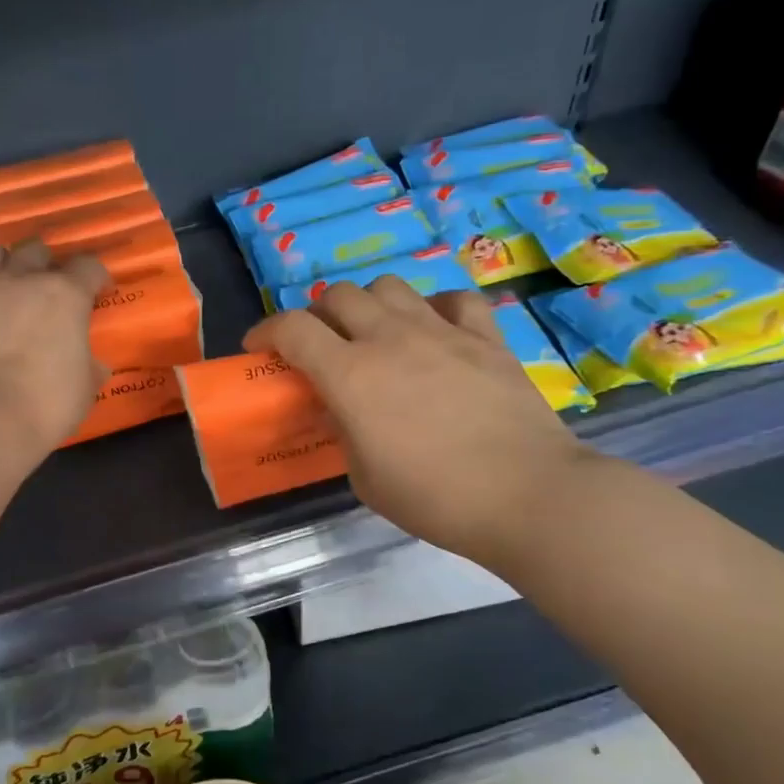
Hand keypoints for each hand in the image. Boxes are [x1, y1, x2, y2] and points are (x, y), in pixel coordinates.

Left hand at [0, 242, 108, 459]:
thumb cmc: (46, 404)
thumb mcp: (85, 388)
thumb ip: (88, 366)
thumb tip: (92, 365)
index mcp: (64, 295)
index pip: (88, 267)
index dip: (95, 277)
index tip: (98, 291)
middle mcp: (20, 281)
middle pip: (35, 250)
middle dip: (45, 263)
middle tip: (49, 286)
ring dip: (1, 264)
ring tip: (6, 284)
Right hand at [244, 278, 597, 567]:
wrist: (525, 495)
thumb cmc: (433, 497)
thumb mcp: (363, 476)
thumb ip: (344, 430)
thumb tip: (345, 409)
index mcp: (350, 374)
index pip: (292, 328)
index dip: (266, 331)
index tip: (258, 348)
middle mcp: (389, 338)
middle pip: (338, 295)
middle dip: (317, 314)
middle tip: (320, 344)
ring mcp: (441, 331)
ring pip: (390, 285)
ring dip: (370, 304)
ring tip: (375, 332)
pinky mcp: (486, 336)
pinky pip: (453, 299)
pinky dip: (434, 308)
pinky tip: (435, 331)